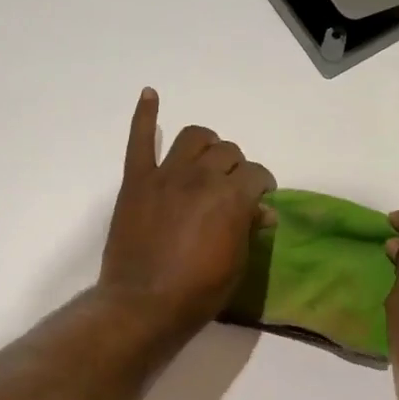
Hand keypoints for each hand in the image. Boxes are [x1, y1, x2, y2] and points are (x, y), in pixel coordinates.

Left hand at [98, 88, 276, 340]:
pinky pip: (140, 139)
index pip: (256, 174)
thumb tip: (262, 210)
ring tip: (206, 158)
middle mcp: (201, 176)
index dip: (261, 186)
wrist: (143, 304)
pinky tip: (150, 95)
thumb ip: (248, 228)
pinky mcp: (137, 181)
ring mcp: (166, 175)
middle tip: (231, 187)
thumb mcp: (237, 264)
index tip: (259, 200)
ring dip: (206, 144)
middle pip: (228, 151)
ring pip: (194, 137)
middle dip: (236, 167)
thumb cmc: (198, 292)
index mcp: (231, 196)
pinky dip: (145, 115)